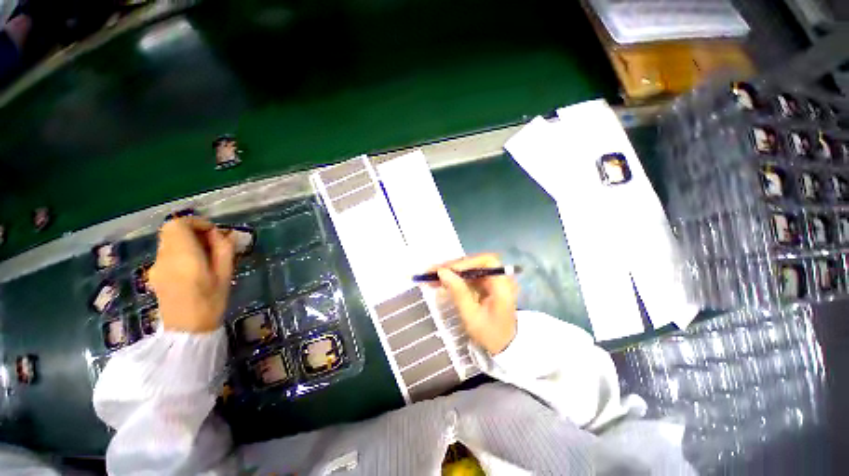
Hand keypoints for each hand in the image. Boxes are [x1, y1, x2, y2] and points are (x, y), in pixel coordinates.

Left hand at [149, 217, 235, 332]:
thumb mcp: (226, 273)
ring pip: (168, 241)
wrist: (187, 330)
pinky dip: (180, 251)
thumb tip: (224, 233)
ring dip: (186, 241)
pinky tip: (194, 267)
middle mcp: (164, 258)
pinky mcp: (154, 274)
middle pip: (171, 231)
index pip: (178, 224)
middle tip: (212, 243)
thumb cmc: (211, 301)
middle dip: (192, 231)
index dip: (196, 222)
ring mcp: (155, 266)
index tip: (213, 232)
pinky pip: (166, 253)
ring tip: (205, 256)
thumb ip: (224, 249)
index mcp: (183, 257)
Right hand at [431, 254, 517, 354]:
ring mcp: (492, 282)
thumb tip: (442, 272)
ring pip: (469, 269)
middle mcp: (499, 279)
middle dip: (453, 266)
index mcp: (502, 285)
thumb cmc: (490, 335)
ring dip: (451, 271)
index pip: (485, 262)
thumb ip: (458, 292)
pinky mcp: (485, 286)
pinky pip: (468, 277)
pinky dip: (455, 278)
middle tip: (432, 270)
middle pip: (475, 263)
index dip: (466, 263)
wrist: (503, 349)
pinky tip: (440, 281)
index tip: (447, 270)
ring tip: (431, 275)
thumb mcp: (471, 316)